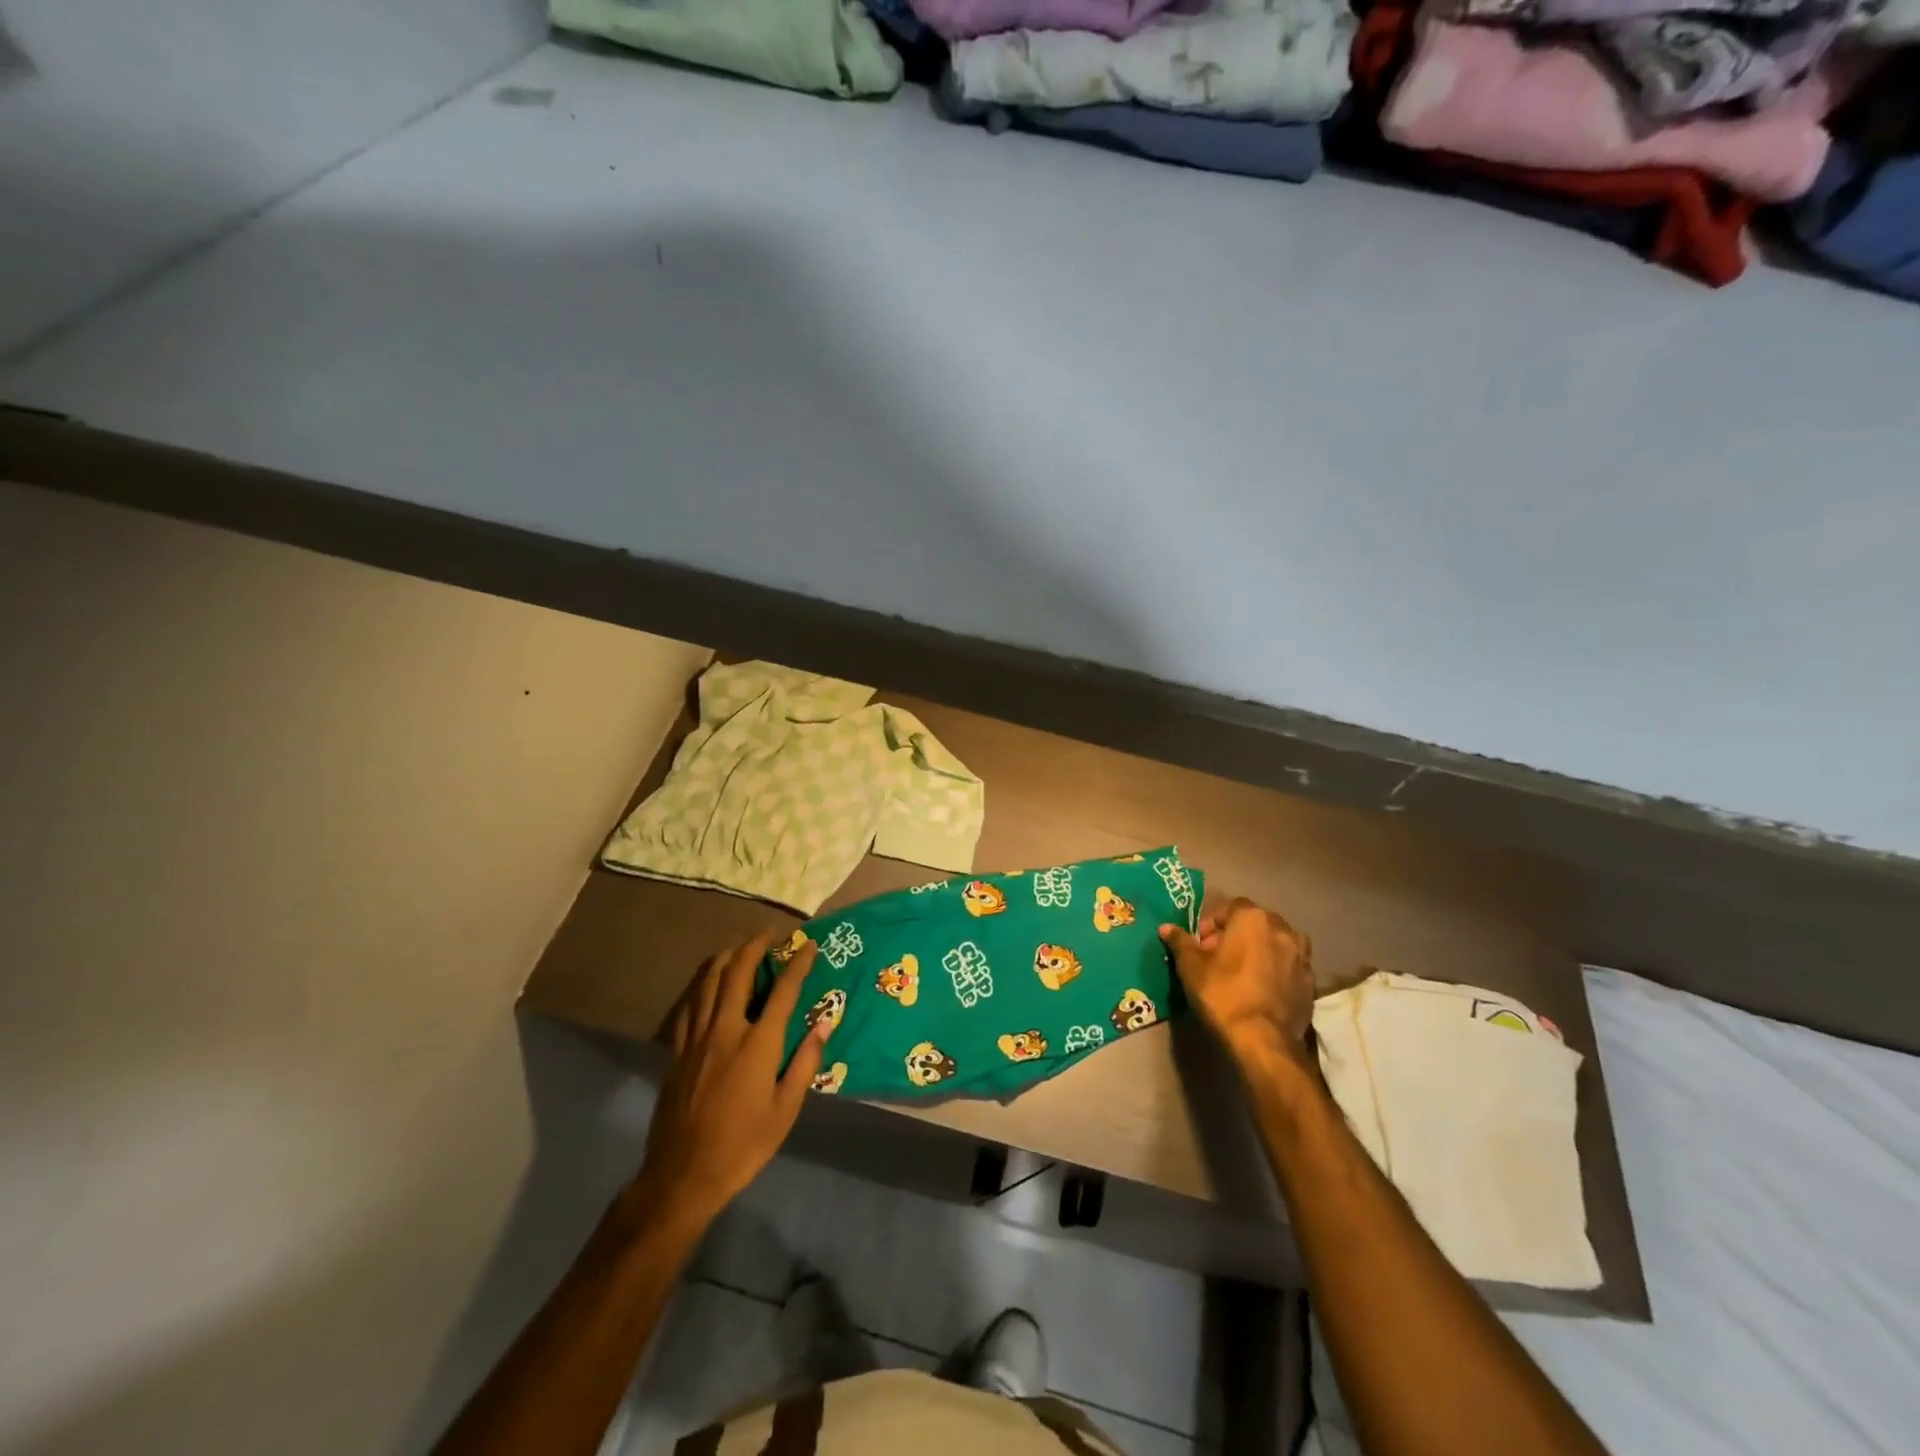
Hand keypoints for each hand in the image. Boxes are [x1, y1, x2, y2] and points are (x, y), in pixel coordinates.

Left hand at [630, 932, 832, 1230]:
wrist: (683, 1176)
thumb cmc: (743, 1146)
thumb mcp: (786, 1110)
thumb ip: (805, 1061)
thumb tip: (825, 1022)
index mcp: (757, 1045)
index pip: (783, 990)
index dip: (798, 963)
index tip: (809, 945)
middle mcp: (725, 1030)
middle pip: (739, 972)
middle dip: (756, 946)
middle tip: (771, 934)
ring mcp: (696, 1038)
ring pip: (709, 980)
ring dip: (728, 956)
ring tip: (741, 946)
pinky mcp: (677, 1050)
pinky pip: (690, 1004)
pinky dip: (703, 984)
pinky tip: (709, 983)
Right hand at [1161, 897, 1315, 1070]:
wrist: (1262, 1040)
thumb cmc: (1222, 993)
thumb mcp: (1191, 967)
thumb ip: (1180, 942)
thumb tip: (1166, 927)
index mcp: (1253, 918)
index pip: (1231, 907)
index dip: (1213, 923)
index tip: (1201, 944)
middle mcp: (1283, 929)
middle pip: (1256, 923)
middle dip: (1238, 935)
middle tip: (1219, 958)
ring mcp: (1302, 956)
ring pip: (1277, 943)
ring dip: (1261, 950)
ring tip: (1245, 972)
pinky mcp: (1312, 982)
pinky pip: (1290, 966)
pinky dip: (1277, 970)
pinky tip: (1263, 989)